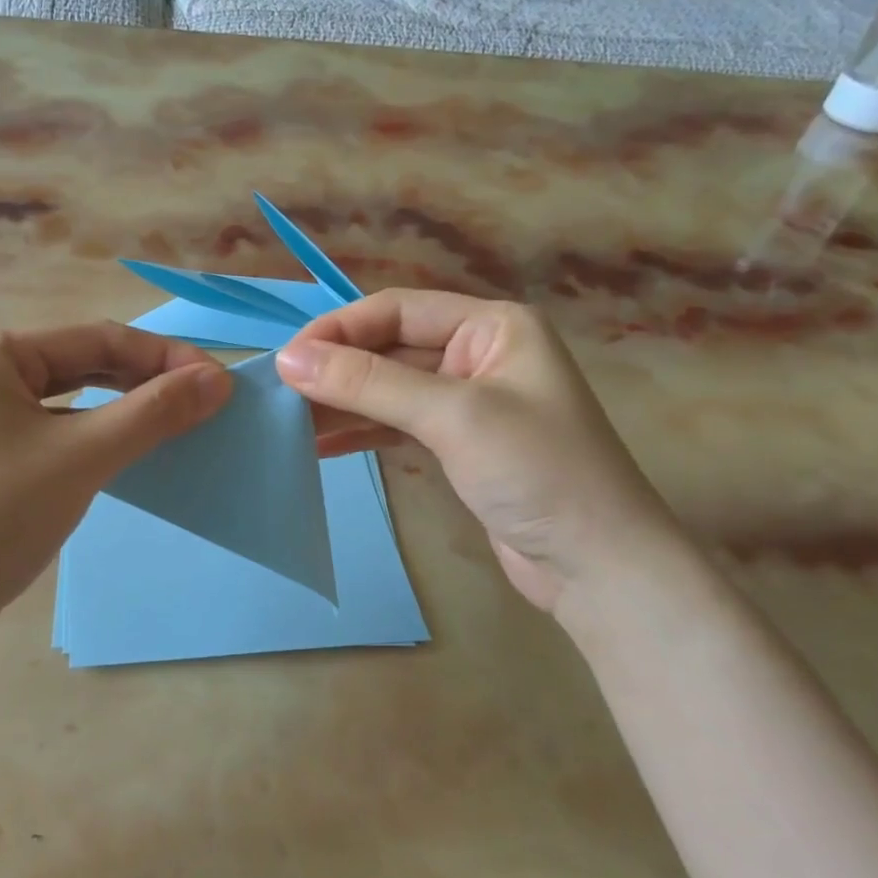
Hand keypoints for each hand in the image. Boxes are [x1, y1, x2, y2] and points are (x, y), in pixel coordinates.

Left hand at [0, 324, 231, 647]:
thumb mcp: (83, 458)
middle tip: (201, 405)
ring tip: (170, 427)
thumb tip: (219, 380)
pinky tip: (120, 455)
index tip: (219, 383)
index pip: (97, 338)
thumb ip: (154, 413)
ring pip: (65, 402)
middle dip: (142, 382)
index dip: (165, 357)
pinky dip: (89, 439)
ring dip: (119, 411)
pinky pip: (48, 433)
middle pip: (80, 365)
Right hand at [276, 290, 676, 613]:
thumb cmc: (538, 472)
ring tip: (288, 423)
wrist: (598, 566)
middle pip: (389, 350)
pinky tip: (320, 444)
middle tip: (278, 396)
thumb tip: (289, 359)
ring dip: (342, 404)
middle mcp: (479, 354)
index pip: (397, 311)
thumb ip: (369, 383)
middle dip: (336, 371)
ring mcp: (469, 402)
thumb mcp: (453, 416)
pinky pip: (397, 425)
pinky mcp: (459, 445)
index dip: (338, 331)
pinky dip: (361, 432)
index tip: (286, 360)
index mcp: (492, 326)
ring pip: (388, 390)